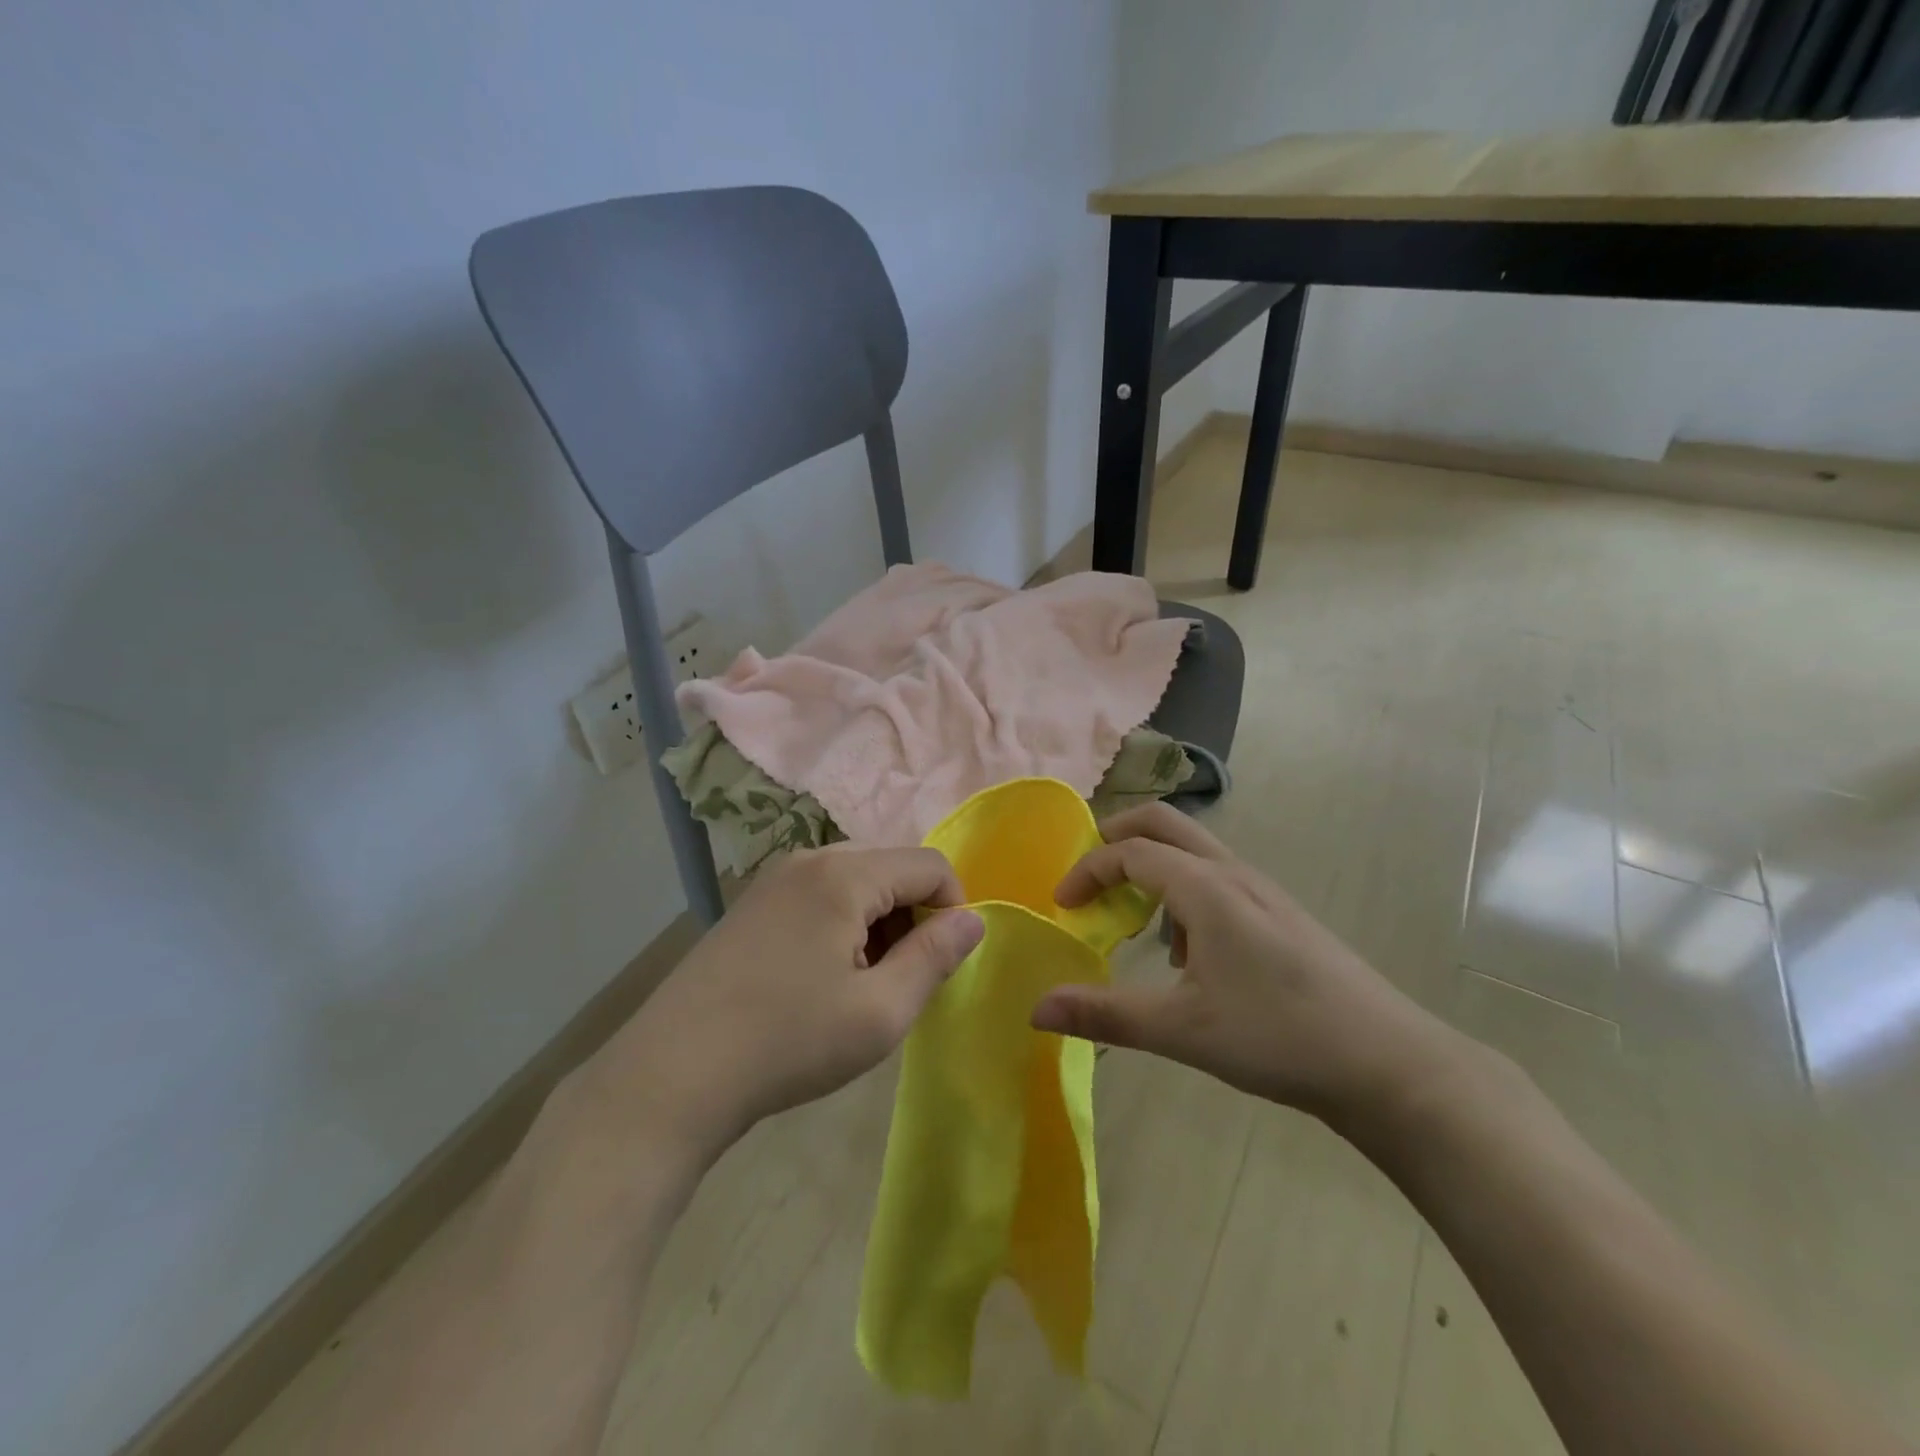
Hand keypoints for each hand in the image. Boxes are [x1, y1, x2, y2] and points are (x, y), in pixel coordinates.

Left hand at [577, 846, 985, 1162]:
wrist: (671, 1074)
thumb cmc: (788, 1042)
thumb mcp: (879, 1012)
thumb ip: (935, 957)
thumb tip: (973, 920)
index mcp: (844, 873)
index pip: (930, 864)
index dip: (952, 909)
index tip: (939, 964)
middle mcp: (809, 858)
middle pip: (892, 867)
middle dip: (912, 916)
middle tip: (897, 979)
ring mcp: (774, 879)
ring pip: (856, 881)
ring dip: (877, 922)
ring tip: (859, 984)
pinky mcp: (752, 903)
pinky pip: (820, 895)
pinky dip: (841, 925)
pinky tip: (820, 978)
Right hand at [1030, 804, 1450, 1124]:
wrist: (1388, 1063)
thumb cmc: (1278, 1037)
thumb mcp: (1182, 1030)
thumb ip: (1105, 1014)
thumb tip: (1036, 1008)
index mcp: (1206, 888)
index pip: (1129, 851)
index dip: (1087, 870)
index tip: (1062, 907)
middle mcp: (1234, 873)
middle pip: (1163, 823)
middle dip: (1117, 838)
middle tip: (1088, 880)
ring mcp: (1263, 891)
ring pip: (1193, 850)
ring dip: (1152, 867)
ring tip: (1135, 924)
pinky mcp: (1281, 914)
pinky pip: (1217, 879)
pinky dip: (1183, 892)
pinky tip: (1190, 956)